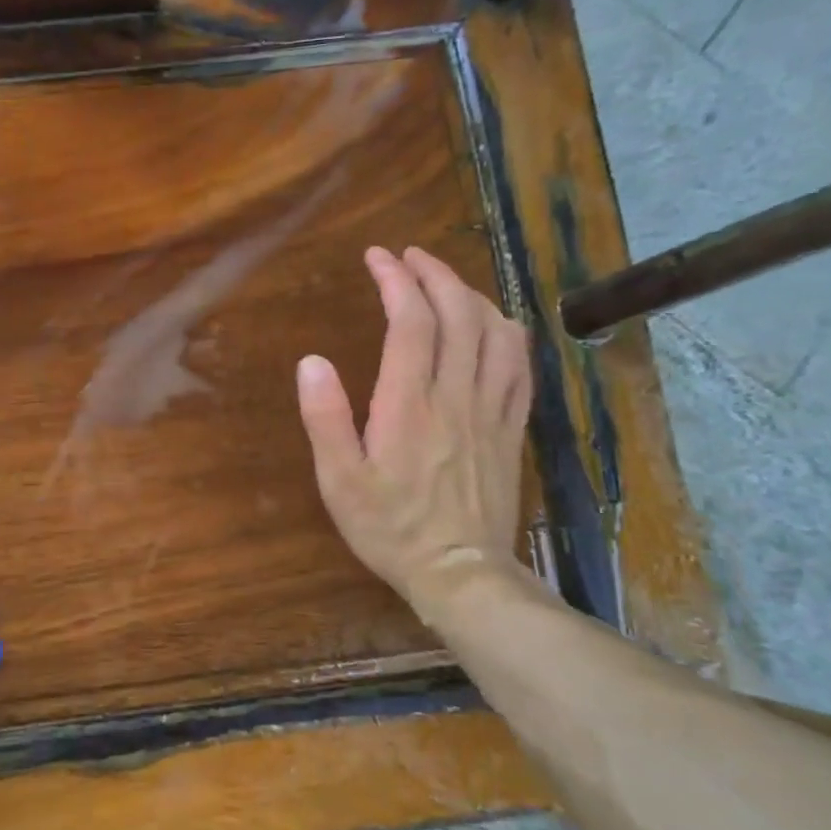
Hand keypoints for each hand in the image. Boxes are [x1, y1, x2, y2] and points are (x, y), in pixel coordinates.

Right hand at [297, 246, 533, 618]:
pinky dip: (507, 331)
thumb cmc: (389, 528)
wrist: (459, 572)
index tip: (378, 257)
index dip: (396, 280)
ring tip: (445, 282)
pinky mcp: (511, 427)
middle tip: (409, 257)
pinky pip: (520, 365)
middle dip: (434, 274)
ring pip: (495, 332)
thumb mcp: (339, 481)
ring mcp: (491, 410)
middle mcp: (455, 396)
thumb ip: (325, 418)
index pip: (410, 322)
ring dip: (471, 295)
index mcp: (408, 405)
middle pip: (458, 314)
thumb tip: (311, 361)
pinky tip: (493, 323)